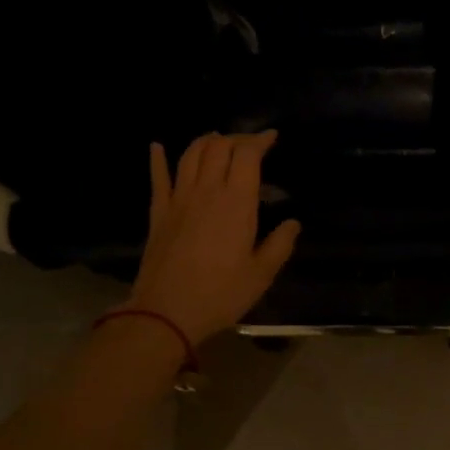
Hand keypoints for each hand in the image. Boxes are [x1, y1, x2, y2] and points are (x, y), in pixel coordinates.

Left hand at [125, 131, 300, 345]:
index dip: (259, 140)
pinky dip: (158, 159)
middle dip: (236, 138)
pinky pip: (158, 178)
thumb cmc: (220, 294)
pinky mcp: (158, 213)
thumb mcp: (261, 275)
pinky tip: (157, 147)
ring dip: (205, 141)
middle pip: (218, 147)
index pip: (247, 155)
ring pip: (190, 155)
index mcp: (236, 202)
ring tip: (217, 140)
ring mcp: (178, 199)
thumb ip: (280, 244)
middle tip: (249, 144)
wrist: (166, 311)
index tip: (271, 137)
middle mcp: (207, 191)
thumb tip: (292, 223)